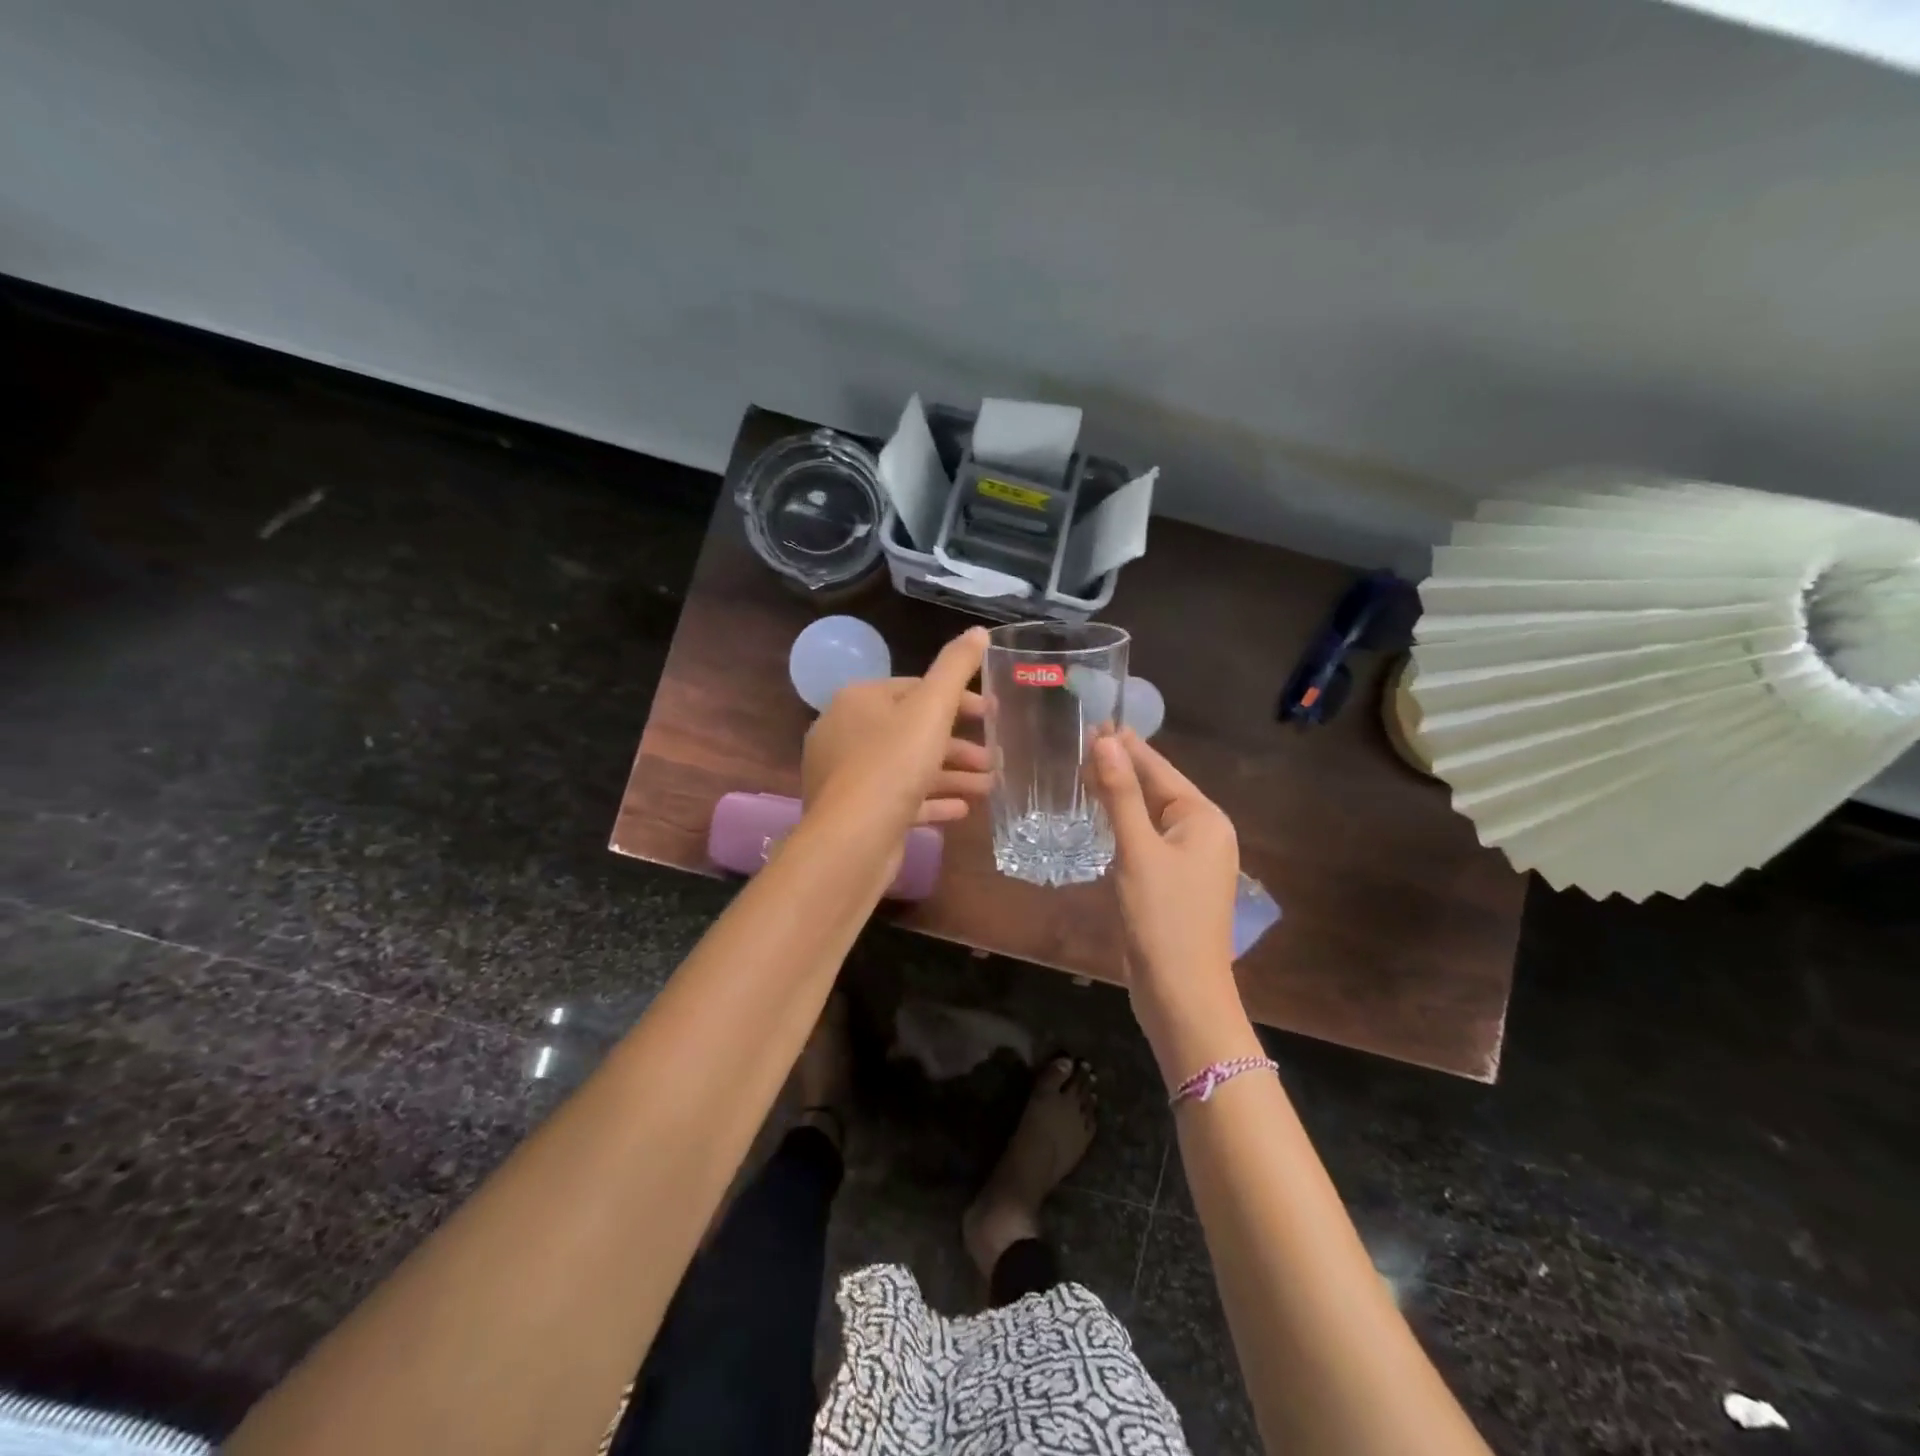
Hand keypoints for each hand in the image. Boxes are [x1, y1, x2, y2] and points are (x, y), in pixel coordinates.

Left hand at [801, 627, 991, 833]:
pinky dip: (931, 800)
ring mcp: (847, 775)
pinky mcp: (855, 812)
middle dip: (958, 744)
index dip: (958, 699)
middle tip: (995, 756)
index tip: (991, 715)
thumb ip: (956, 668)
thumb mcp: (932, 709)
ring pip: (908, 767)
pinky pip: (899, 799)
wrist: (851, 841)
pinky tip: (962, 810)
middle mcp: (846, 733)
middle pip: (912, 730)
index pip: (914, 688)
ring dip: (951, 774)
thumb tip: (979, 631)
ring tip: (990, 786)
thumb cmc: (893, 765)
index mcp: (859, 700)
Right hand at [1091, 729, 1241, 1022]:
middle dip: (1121, 769)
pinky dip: (1123, 827)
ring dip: (1119, 797)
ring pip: (1149, 817)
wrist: (1182, 995)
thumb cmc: (1164, 918)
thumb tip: (1105, 741)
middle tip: (1077, 744)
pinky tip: (1097, 820)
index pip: (1160, 769)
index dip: (1126, 746)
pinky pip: (1146, 842)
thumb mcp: (1138, 851)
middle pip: (1157, 790)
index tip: (1093, 721)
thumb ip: (1121, 795)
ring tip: (1081, 773)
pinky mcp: (1174, 884)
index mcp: (1205, 819)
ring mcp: (1190, 861)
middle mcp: (1204, 834)